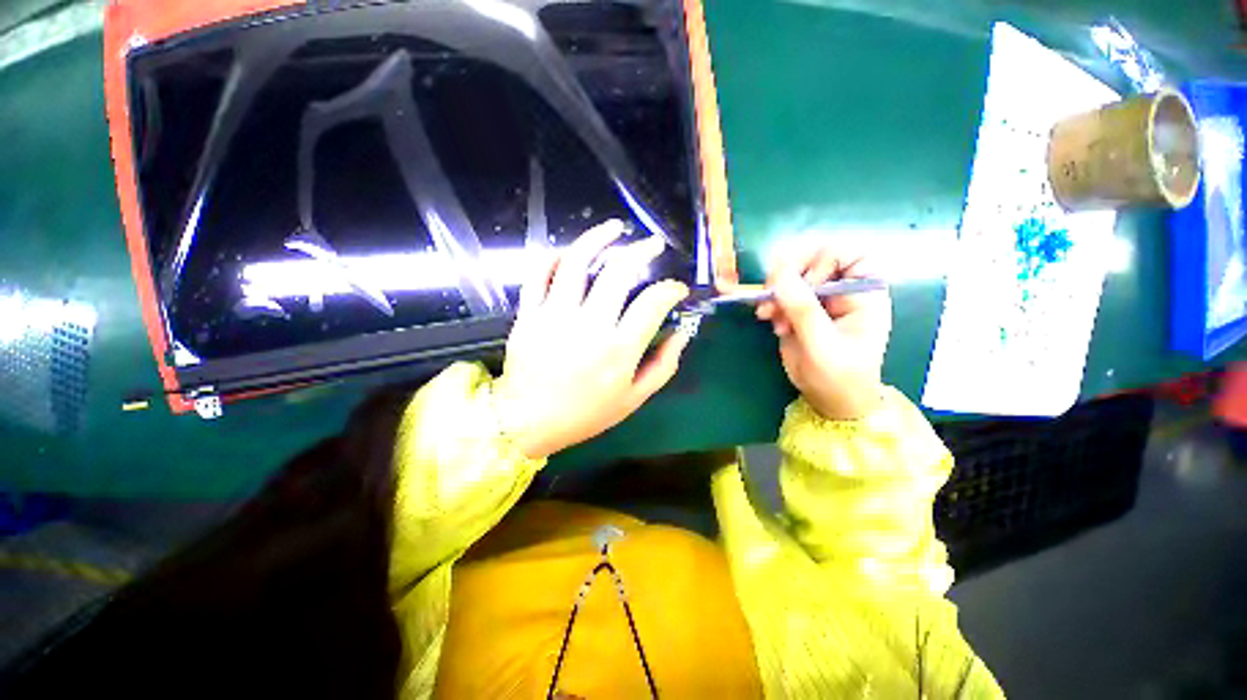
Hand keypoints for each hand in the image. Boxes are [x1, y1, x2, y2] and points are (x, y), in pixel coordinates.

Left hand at [495, 220, 690, 458]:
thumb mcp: (633, 399)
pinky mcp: (528, 314)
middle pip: (618, 272)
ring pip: (577, 261)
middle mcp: (588, 326)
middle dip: (642, 251)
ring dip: (599, 238)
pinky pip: (539, 273)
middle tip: (653, 244)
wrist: (527, 422)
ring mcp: (554, 316)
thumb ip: (663, 366)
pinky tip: (569, 252)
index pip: (653, 303)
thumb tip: (683, 333)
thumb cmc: (585, 414)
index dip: (671, 289)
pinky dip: (555, 256)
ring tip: (615, 228)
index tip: (676, 288)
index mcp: (618, 350)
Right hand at [755, 246, 890, 419]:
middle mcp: (843, 290)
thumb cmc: (839, 376)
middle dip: (790, 276)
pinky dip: (771, 302)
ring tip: (768, 314)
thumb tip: (780, 274)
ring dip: (776, 291)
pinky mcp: (799, 310)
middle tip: (773, 294)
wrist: (829, 400)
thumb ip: (803, 309)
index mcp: (864, 294)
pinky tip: (768, 318)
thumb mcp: (822, 344)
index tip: (805, 283)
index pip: (850, 254)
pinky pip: (781, 293)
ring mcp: (819, 299)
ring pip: (793, 276)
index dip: (825, 259)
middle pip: (815, 259)